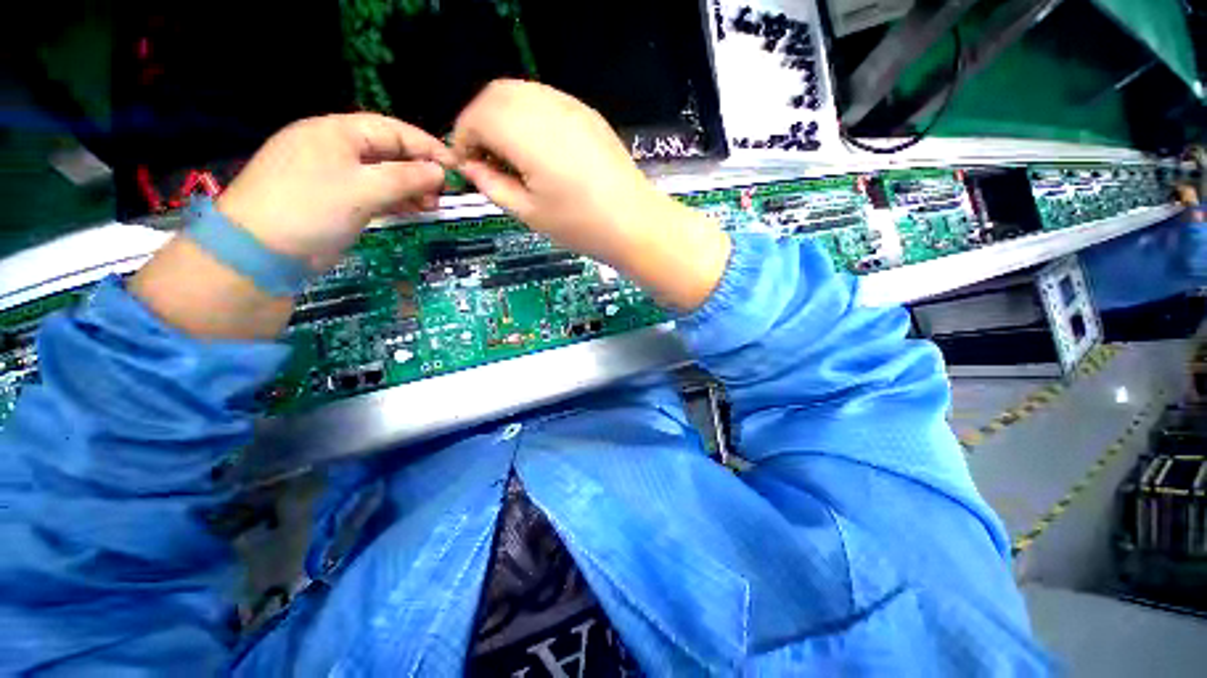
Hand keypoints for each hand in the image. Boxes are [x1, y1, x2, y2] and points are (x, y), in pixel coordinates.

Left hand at [217, 113, 454, 269]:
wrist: (261, 250)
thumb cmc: (312, 208)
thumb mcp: (364, 189)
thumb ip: (406, 178)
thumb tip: (439, 172)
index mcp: (337, 132)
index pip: (392, 130)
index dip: (426, 147)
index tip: (456, 167)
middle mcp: (335, 148)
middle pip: (388, 152)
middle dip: (419, 171)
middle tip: (443, 194)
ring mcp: (333, 175)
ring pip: (382, 174)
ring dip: (409, 188)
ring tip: (431, 207)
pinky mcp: (334, 199)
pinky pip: (372, 192)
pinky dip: (394, 201)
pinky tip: (412, 211)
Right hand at [451, 80, 729, 309]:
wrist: (635, 223)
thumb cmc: (582, 226)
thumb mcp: (529, 214)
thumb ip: (492, 185)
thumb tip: (470, 168)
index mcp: (527, 135)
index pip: (476, 117)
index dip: (463, 139)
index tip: (468, 166)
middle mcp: (546, 108)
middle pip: (495, 95)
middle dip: (480, 123)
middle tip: (487, 160)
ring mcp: (570, 106)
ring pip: (520, 92)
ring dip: (504, 116)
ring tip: (512, 156)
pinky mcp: (587, 113)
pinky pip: (545, 100)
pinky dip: (529, 116)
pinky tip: (538, 148)